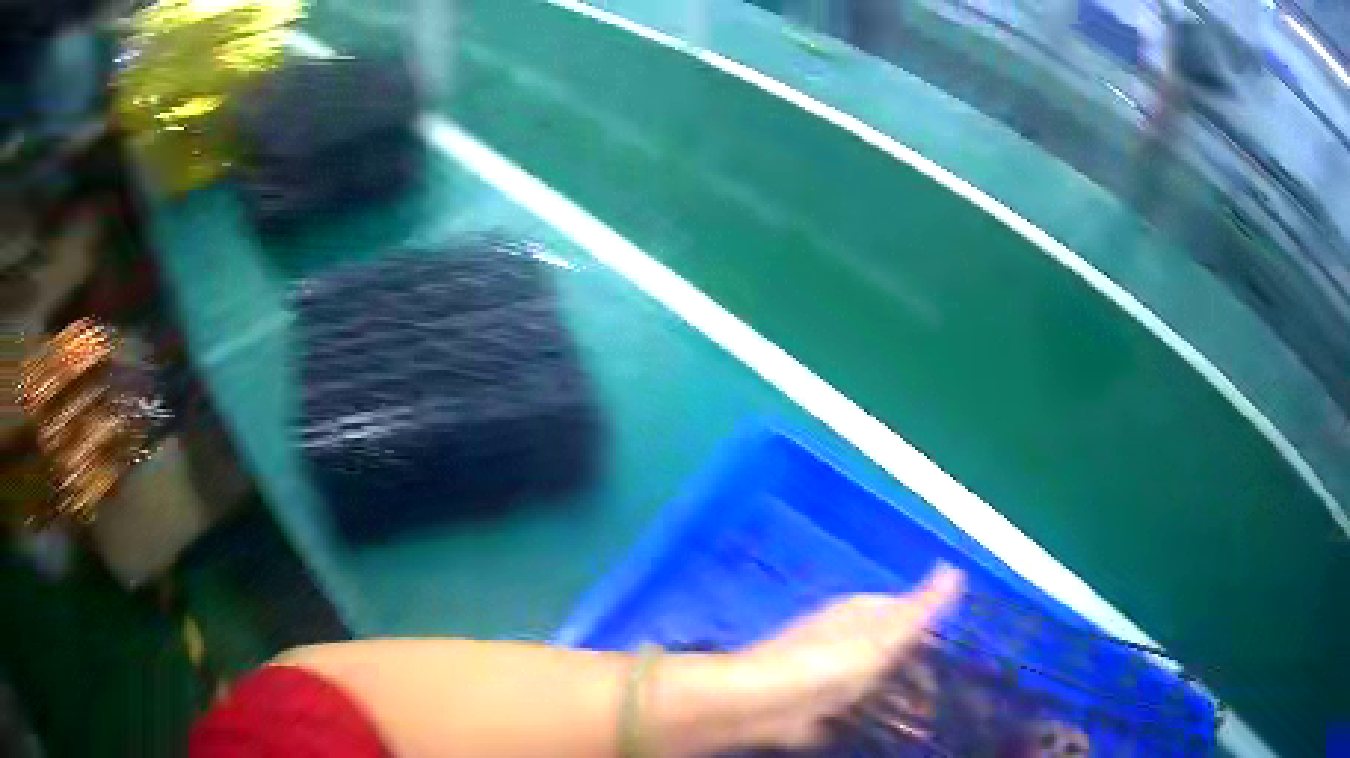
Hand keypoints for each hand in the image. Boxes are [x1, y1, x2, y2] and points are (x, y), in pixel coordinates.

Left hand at [730, 563, 963, 749]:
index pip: (903, 613)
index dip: (928, 634)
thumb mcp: (885, 634)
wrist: (762, 703)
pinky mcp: (811, 707)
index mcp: (859, 613)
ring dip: (895, 706)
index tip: (950, 658)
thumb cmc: (830, 664)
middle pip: (888, 654)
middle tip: (937, 703)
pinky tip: (886, 738)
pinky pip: (850, 714)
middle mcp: (841, 638)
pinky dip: (869, 724)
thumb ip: (922, 606)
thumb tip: (954, 566)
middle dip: (914, 677)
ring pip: (871, 686)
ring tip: (920, 728)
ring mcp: (824, 674)